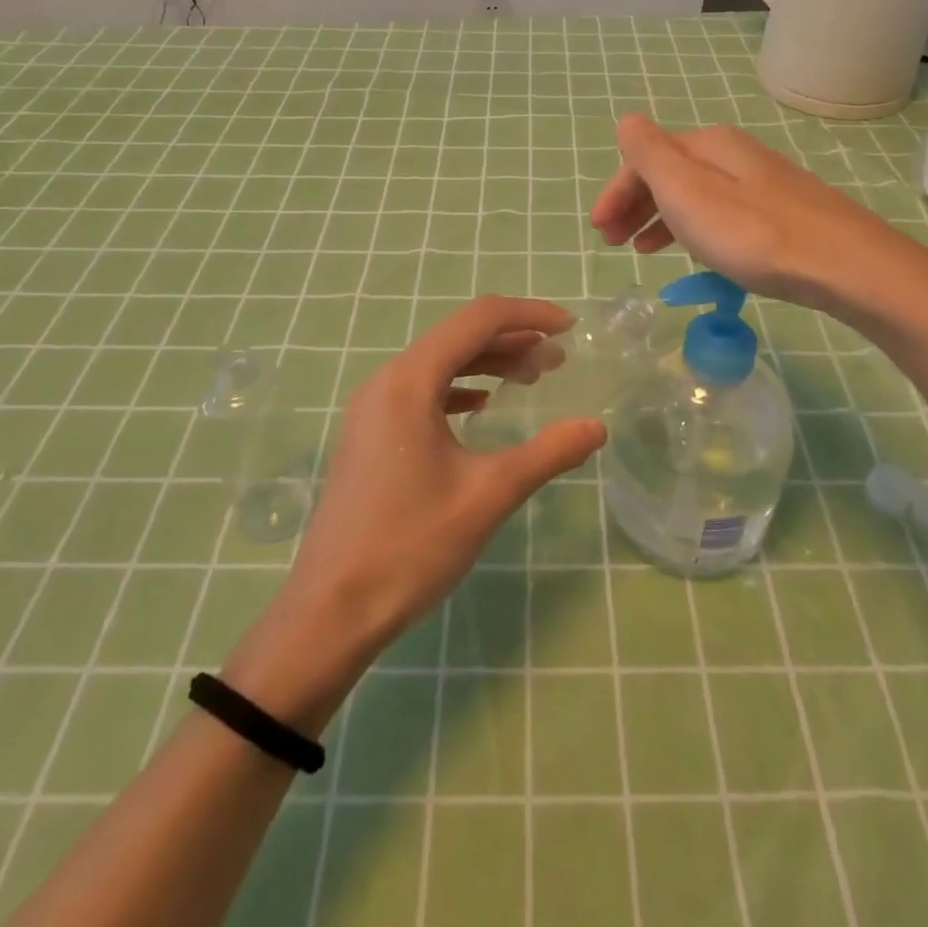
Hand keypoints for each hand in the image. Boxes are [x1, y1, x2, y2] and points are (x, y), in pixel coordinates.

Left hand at [277, 295, 606, 663]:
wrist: (330, 611)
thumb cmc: (411, 545)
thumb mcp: (489, 495)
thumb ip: (548, 453)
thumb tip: (596, 428)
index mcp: (410, 380)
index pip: (478, 319)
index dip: (529, 315)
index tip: (570, 329)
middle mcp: (386, 380)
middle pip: (457, 337)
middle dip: (512, 340)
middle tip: (559, 361)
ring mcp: (372, 407)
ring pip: (439, 364)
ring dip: (487, 363)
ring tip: (532, 378)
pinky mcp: (369, 433)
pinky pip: (421, 391)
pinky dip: (459, 388)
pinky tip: (482, 406)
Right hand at [590, 114, 927, 329]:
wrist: (844, 265)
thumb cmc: (752, 233)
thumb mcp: (687, 191)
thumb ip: (651, 154)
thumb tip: (627, 120)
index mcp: (708, 146)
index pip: (646, 160)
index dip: (616, 192)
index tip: (599, 231)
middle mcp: (734, 155)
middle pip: (670, 174)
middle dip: (635, 205)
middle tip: (613, 242)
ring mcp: (761, 183)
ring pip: (695, 195)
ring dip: (660, 218)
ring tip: (643, 250)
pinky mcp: (781, 213)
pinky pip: (720, 213)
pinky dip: (694, 228)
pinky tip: (695, 251)